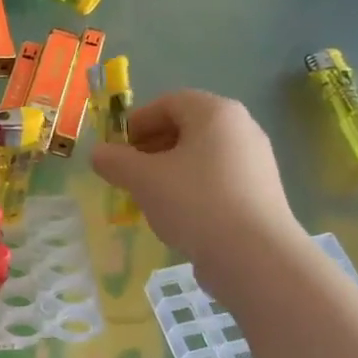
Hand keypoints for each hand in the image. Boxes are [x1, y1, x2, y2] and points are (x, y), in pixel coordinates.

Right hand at [92, 90, 299, 263]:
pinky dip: (191, 188)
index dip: (136, 122)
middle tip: (127, 173)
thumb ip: (115, 162)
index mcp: (216, 113)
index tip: (116, 148)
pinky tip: (177, 215)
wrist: (254, 255)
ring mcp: (255, 162)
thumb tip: (98, 153)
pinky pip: (216, 179)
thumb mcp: (143, 179)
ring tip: (147, 196)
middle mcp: (241, 128)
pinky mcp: (259, 192)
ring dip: (168, 170)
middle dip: (150, 147)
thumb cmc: (195, 203)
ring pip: (201, 156)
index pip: (169, 102)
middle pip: (187, 127)